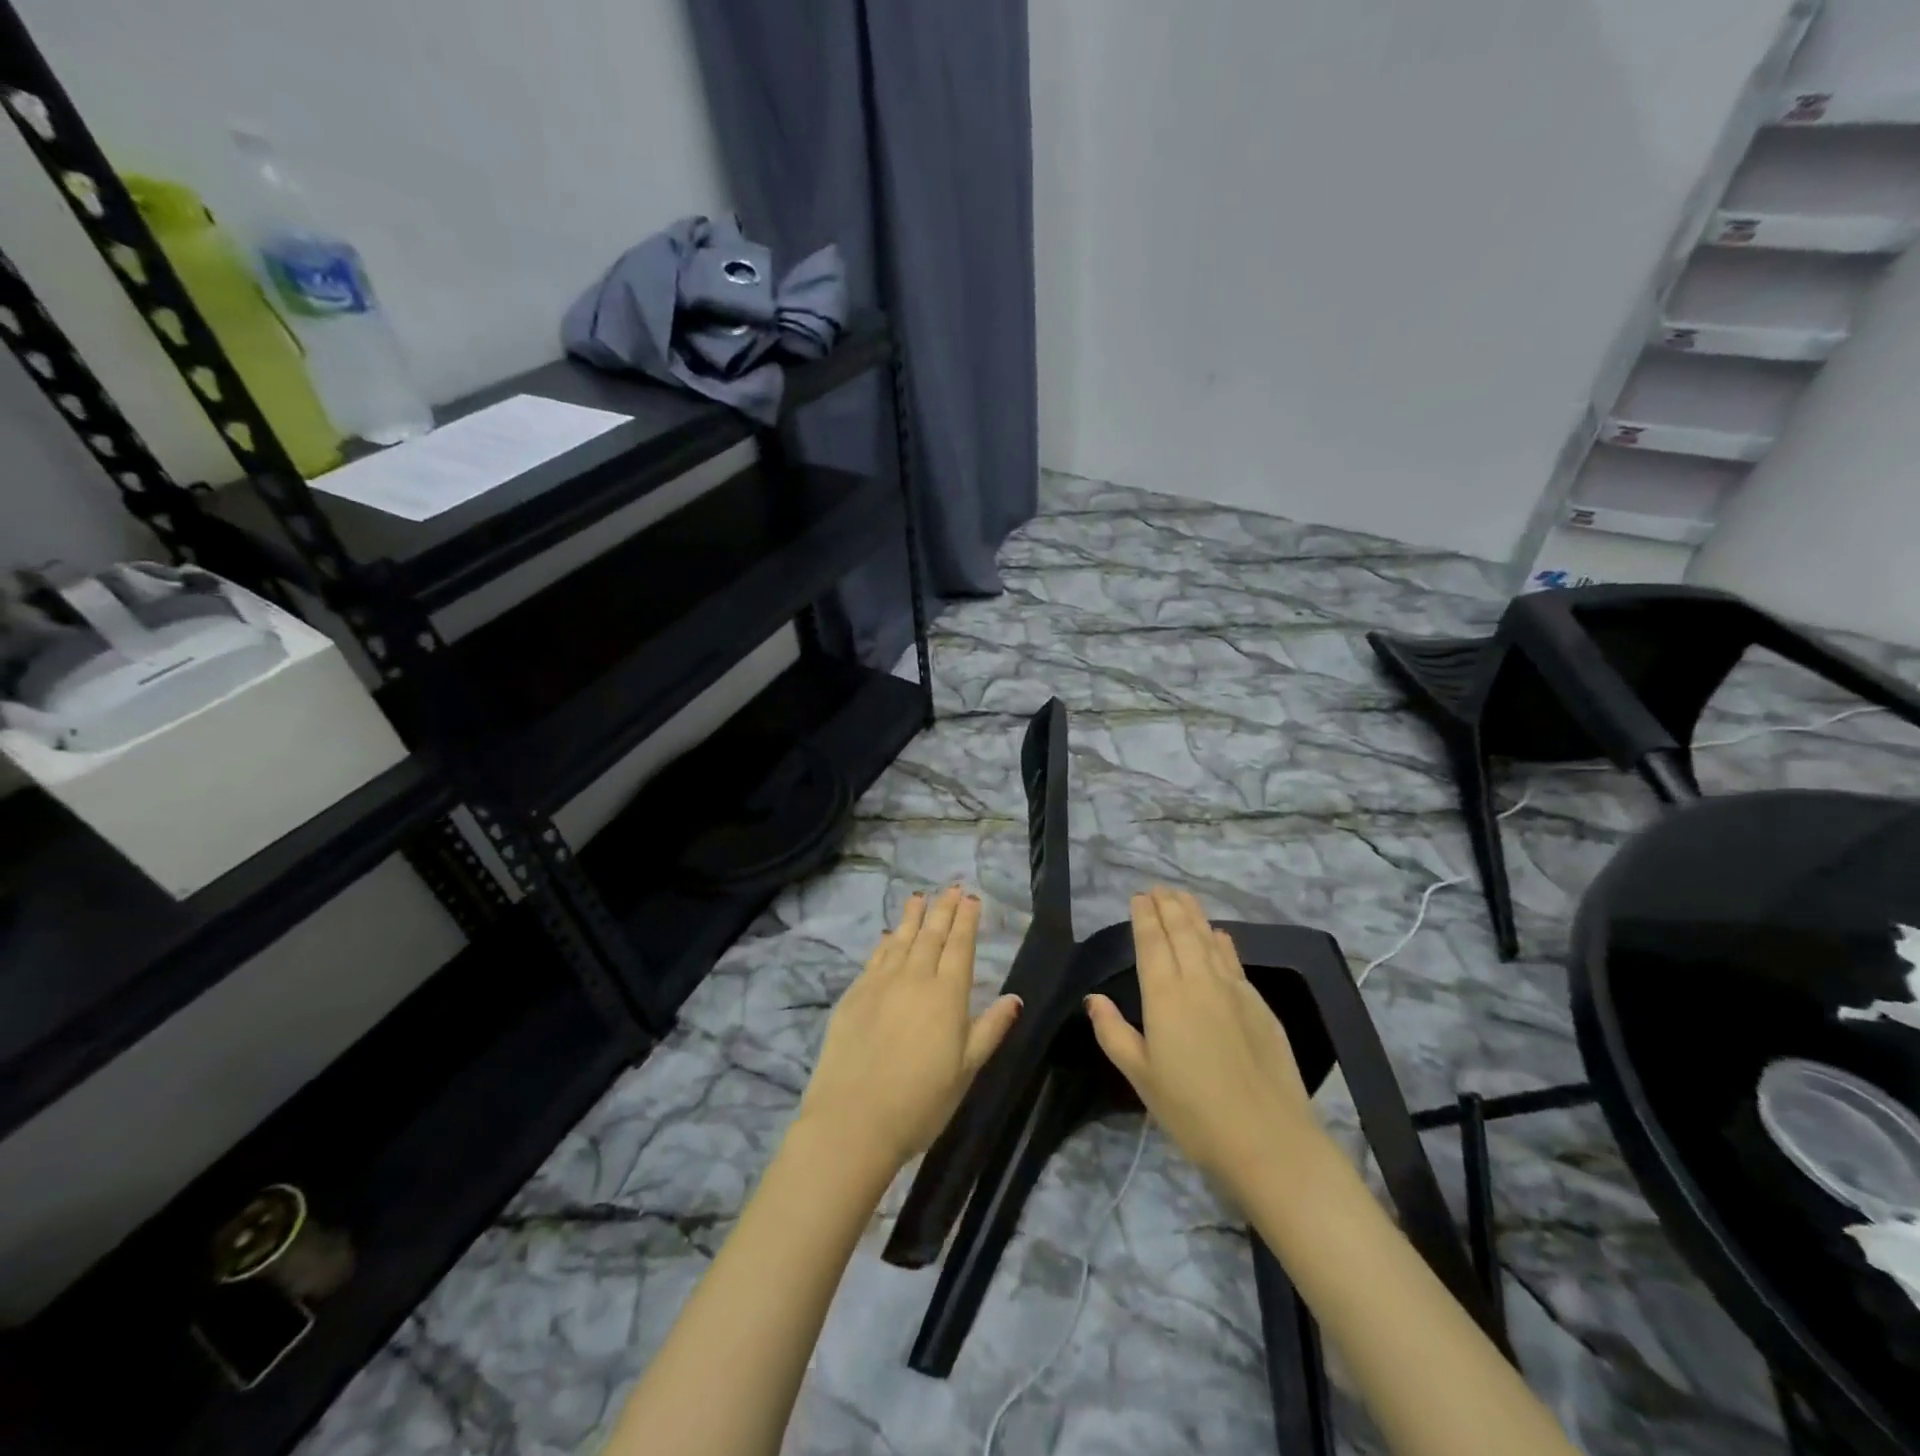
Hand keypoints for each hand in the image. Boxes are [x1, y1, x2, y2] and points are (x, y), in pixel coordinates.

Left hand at [798, 887, 1023, 1170]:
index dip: (966, 920)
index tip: (971, 898)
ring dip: (912, 916)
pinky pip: (875, 958)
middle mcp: (915, 978)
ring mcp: (881, 983)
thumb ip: (990, 1029)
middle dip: (943, 909)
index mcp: (947, 994)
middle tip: (950, 887)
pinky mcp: (854, 994)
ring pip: (901, 939)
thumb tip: (1015, 998)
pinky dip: (885, 942)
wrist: (853, 1119)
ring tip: (919, 897)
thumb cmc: (921, 1101)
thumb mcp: (967, 1069)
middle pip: (931, 935)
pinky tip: (888, 935)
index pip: (960, 946)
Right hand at [1086, 888, 1319, 1191]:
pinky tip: (1220, 935)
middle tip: (1159, 888)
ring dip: (1194, 915)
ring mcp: (1233, 990)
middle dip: (1168, 905)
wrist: (1268, 1140)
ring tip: (1183, 897)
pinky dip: (1223, 942)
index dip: (1144, 916)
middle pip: (1182, 931)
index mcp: (1164, 995)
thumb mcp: (1141, 1077)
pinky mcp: (1259, 1005)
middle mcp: (1198, 981)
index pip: (1151, 942)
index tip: (1139, 896)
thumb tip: (1093, 998)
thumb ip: (1113, 1032)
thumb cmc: (1192, 1112)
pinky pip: (1234, 960)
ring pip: (1210, 939)